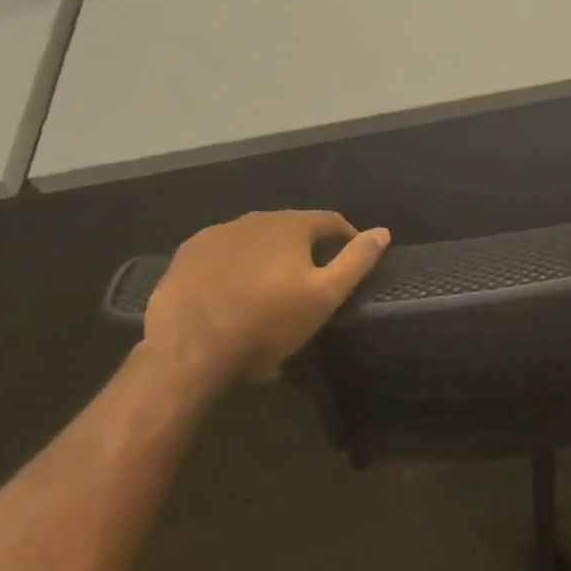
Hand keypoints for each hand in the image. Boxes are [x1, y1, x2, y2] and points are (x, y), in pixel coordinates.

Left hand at [142, 210, 389, 391]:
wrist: (188, 351)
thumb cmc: (267, 323)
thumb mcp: (324, 297)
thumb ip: (356, 261)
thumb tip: (383, 231)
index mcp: (292, 224)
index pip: (330, 221)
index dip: (345, 238)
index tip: (350, 260)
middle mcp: (255, 218)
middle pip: (291, 227)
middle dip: (304, 247)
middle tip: (309, 279)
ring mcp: (217, 234)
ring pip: (255, 239)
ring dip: (267, 254)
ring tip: (269, 287)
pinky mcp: (187, 255)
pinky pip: (223, 252)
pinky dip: (234, 264)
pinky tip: (232, 290)